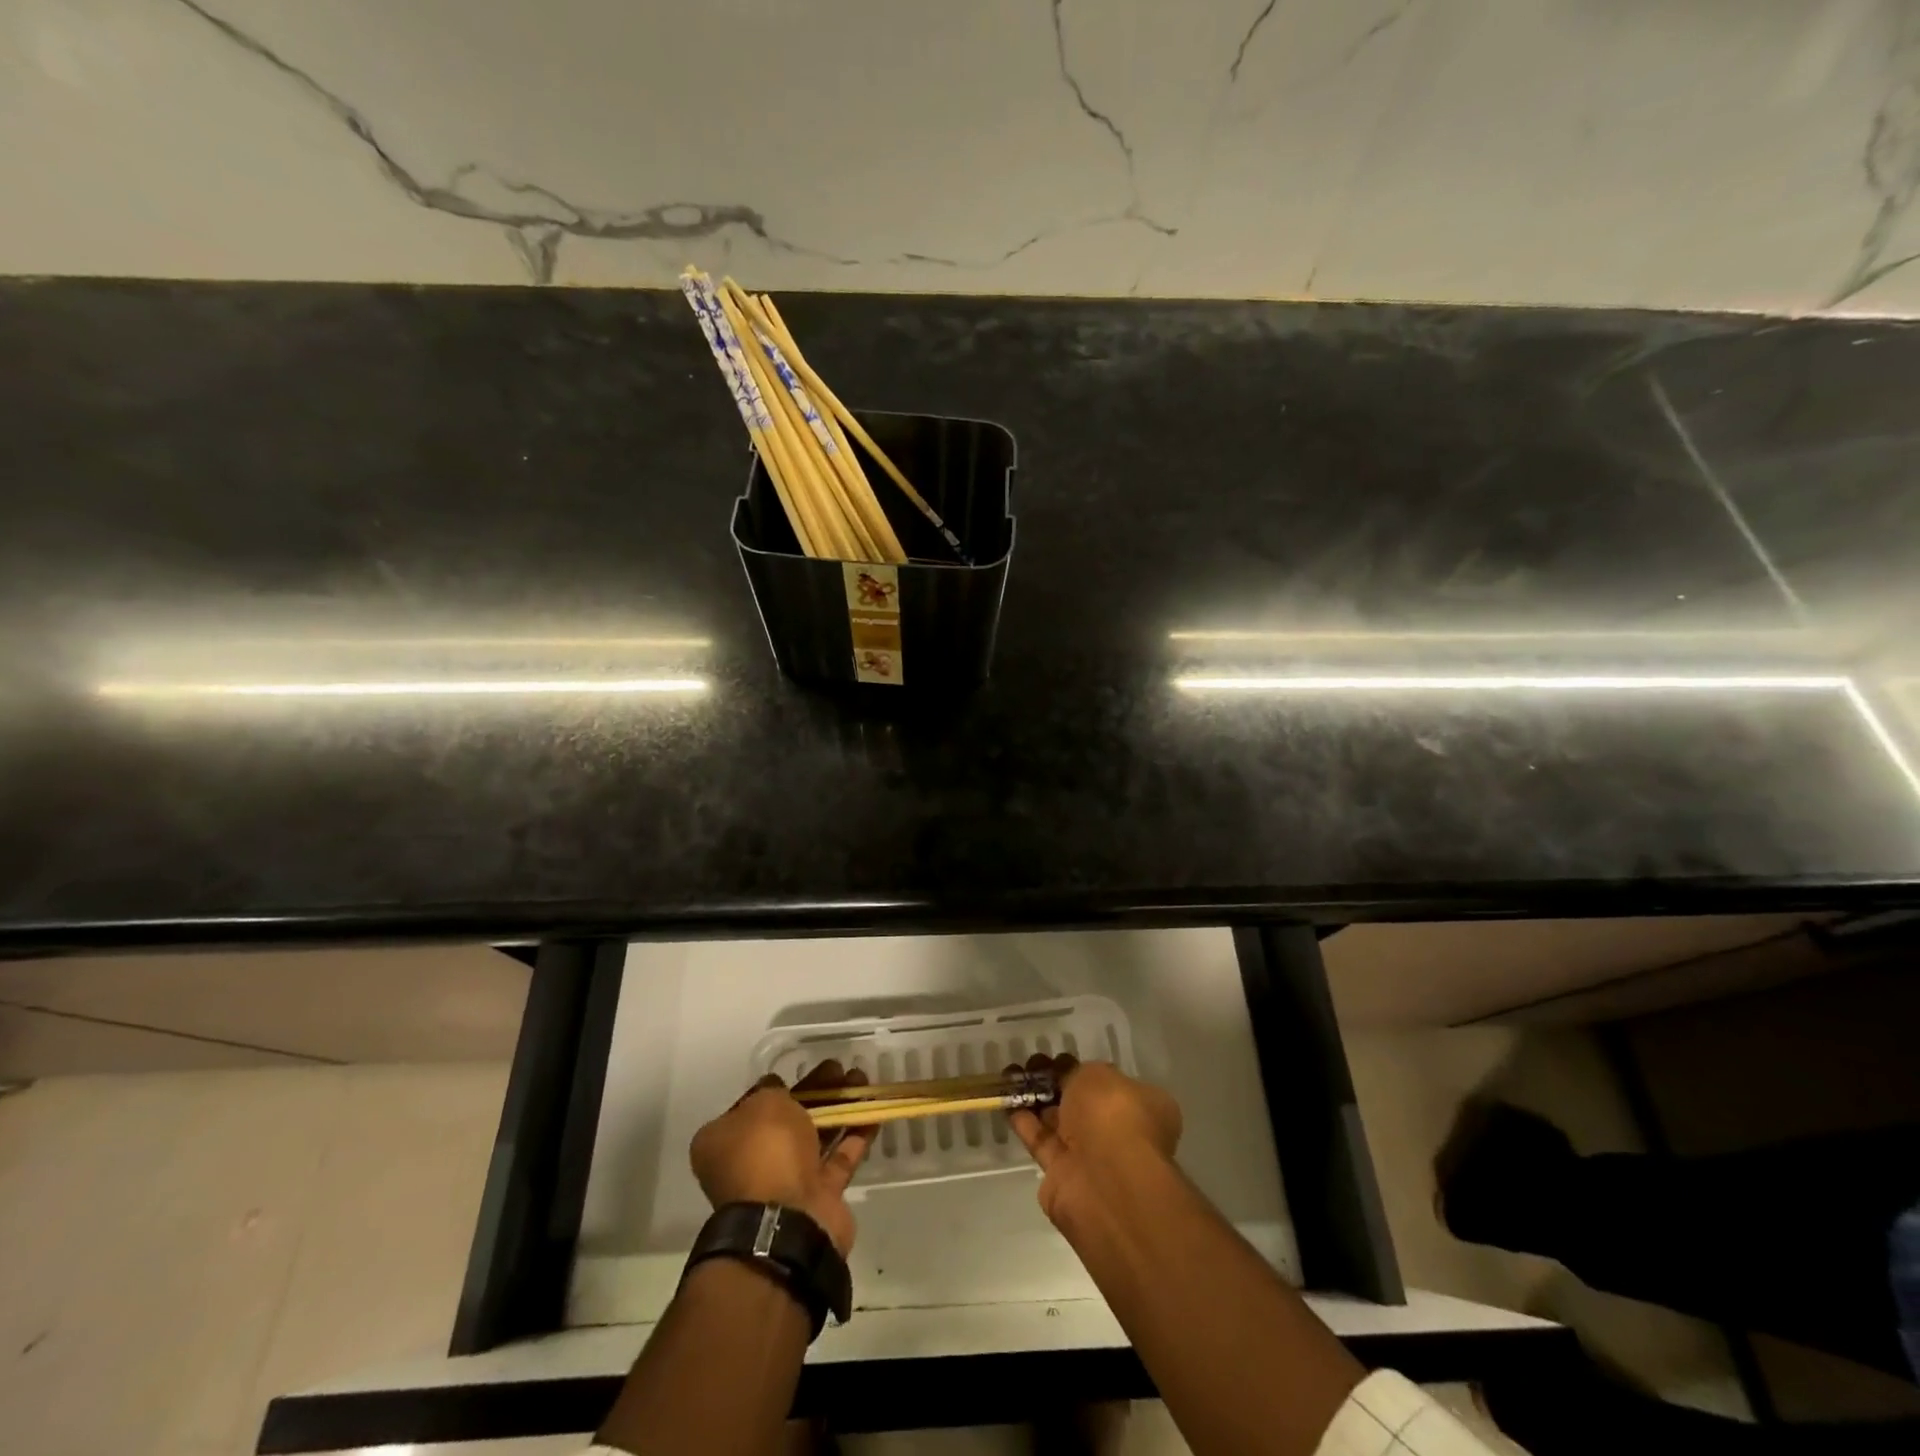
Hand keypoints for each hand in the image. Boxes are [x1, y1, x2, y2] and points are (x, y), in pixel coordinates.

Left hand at [689, 1063, 874, 1256]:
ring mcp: (784, 1183)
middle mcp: (749, 1164)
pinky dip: (854, 1136)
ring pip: (814, 1137)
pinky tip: (872, 1113)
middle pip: (786, 1119)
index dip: (774, 1086)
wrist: (789, 1221)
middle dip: (815, 1092)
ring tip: (861, 1081)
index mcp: (723, 1143)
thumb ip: (772, 1091)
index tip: (797, 1071)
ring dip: (838, 1108)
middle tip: (839, 1068)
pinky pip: (837, 1159)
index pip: (749, 1106)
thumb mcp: (764, 1104)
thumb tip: (776, 1089)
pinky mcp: (817, 1197)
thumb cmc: (765, 1152)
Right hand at [1008, 1054, 1181, 1223]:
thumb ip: (1080, 1073)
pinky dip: (1023, 1120)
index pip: (1110, 1082)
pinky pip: (1040, 1140)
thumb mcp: (1097, 1074)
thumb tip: (1071, 1077)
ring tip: (1011, 1073)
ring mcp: (1089, 1155)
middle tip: (1032, 1062)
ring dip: (1034, 1097)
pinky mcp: (1061, 1174)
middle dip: (1055, 1081)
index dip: (1082, 1068)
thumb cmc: (1112, 1115)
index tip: (1058, 1058)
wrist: (1103, 1181)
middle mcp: (1117, 1131)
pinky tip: (1006, 1098)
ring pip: (1057, 1119)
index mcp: (1140, 1105)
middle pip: (1080, 1101)